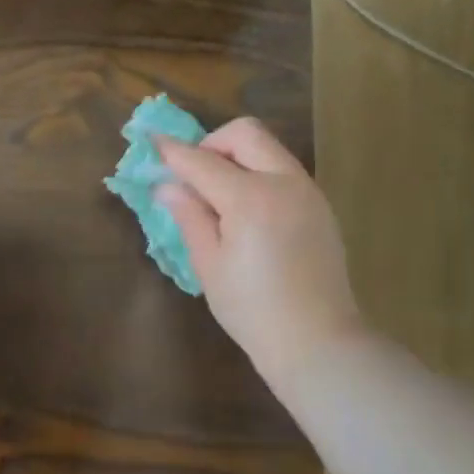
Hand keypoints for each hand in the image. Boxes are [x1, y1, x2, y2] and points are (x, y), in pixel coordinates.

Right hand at [154, 119, 363, 388]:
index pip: (202, 162)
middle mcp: (284, 182)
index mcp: (250, 198)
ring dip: (238, 157)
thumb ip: (190, 217)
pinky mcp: (320, 207)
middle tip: (193, 176)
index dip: (173, 152)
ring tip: (218, 196)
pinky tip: (247, 213)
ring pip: (269, 149)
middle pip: (245, 134)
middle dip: (212, 144)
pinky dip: (259, 174)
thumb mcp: (209, 265)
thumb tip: (167, 186)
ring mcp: (308, 192)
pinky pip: (284, 171)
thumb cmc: (251, 309)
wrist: (315, 339)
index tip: (153, 143)